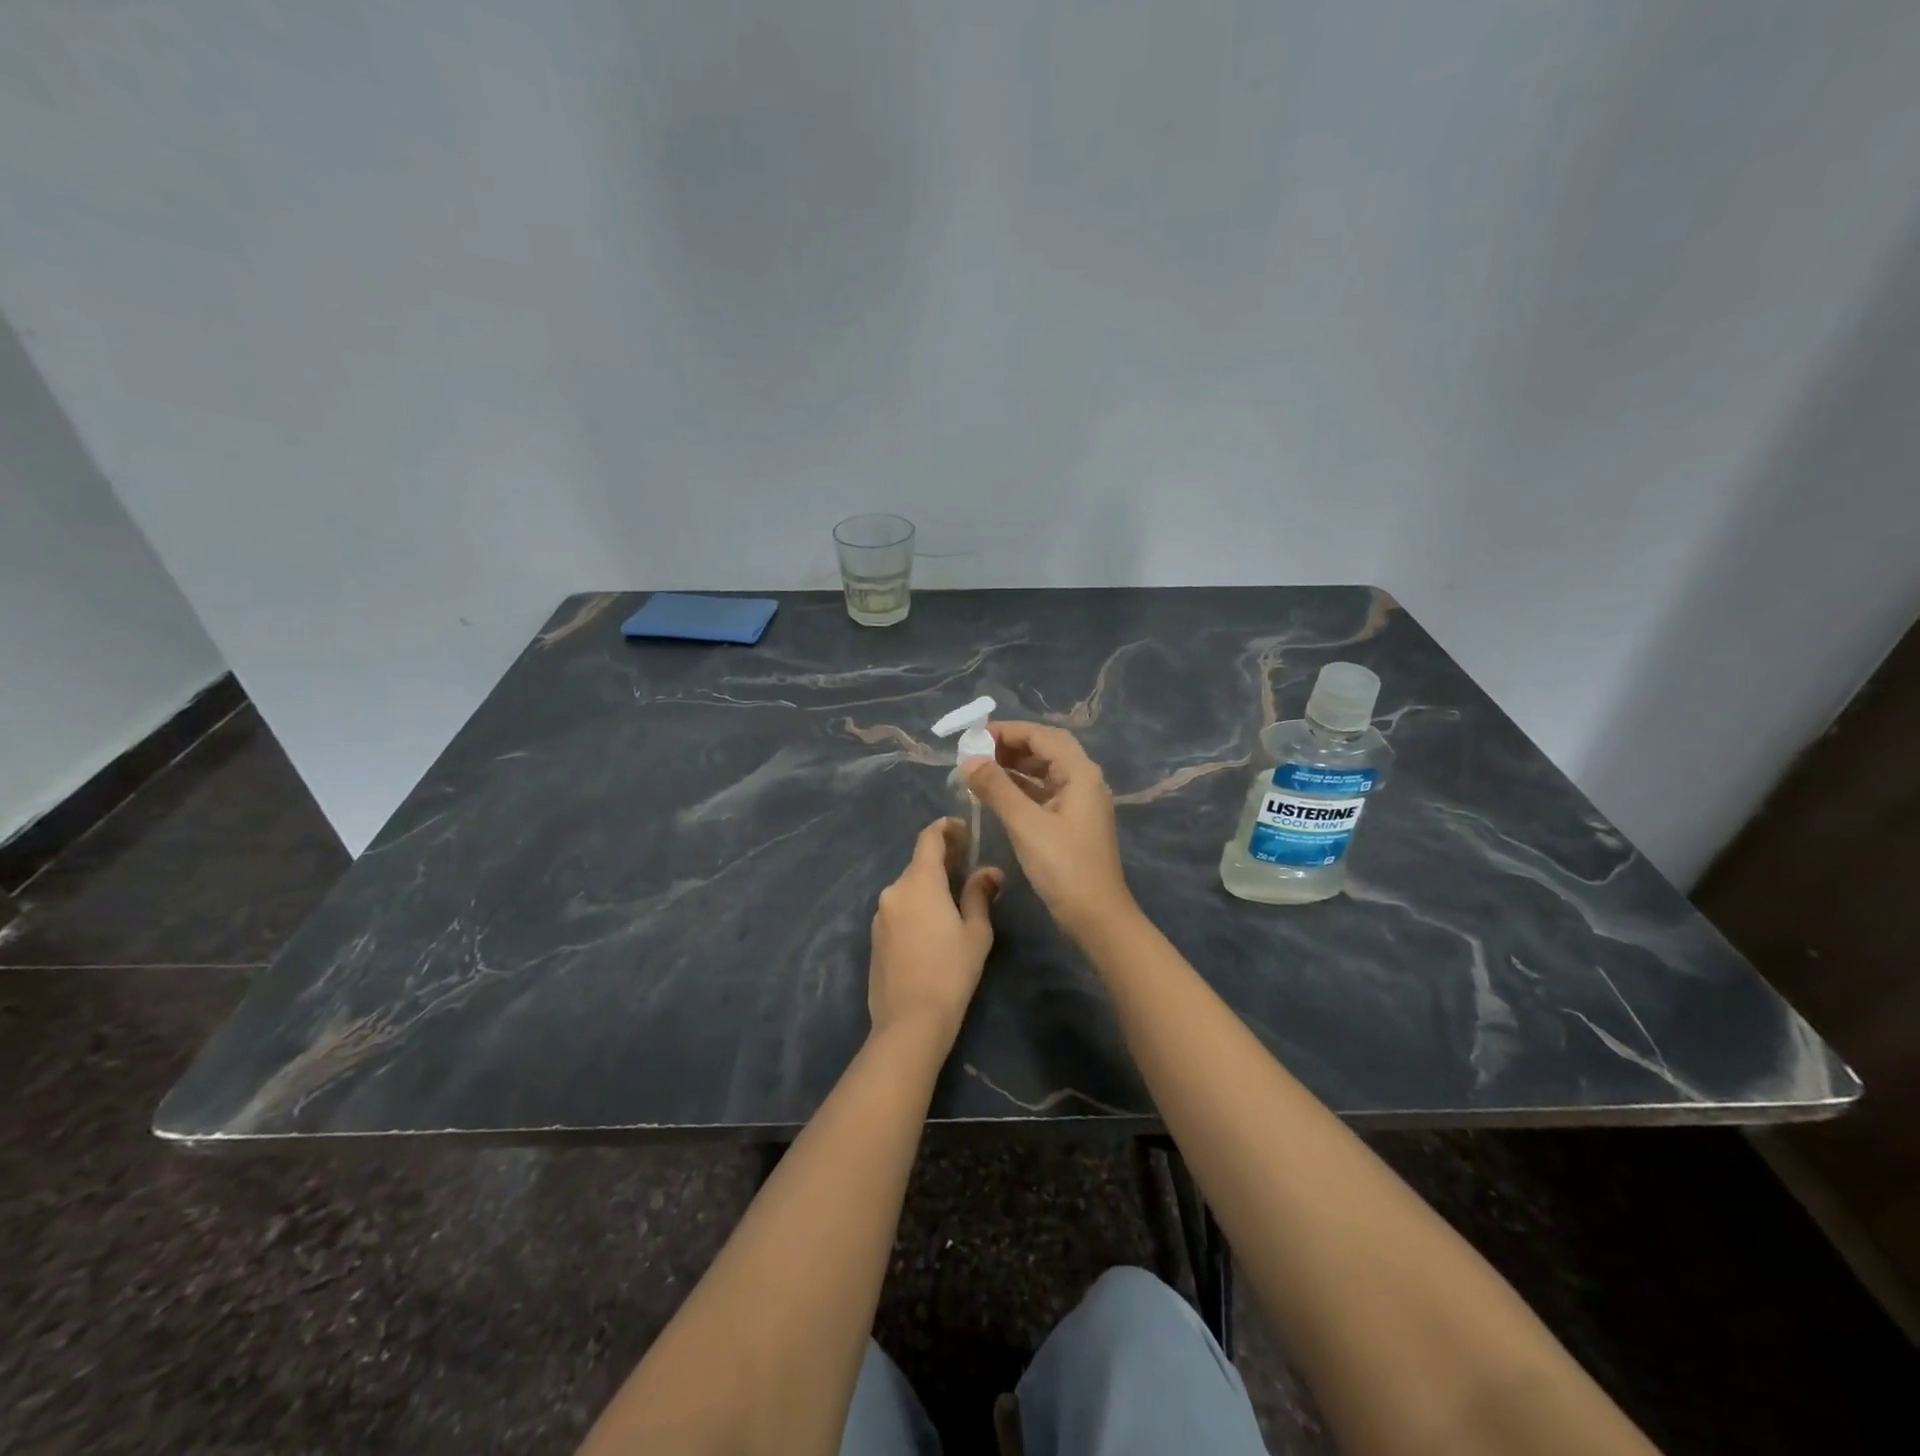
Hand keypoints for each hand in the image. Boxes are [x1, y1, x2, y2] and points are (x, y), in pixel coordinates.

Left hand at [868, 818, 1002, 1043]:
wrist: (909, 1020)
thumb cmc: (951, 971)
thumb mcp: (976, 932)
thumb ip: (980, 894)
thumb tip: (990, 871)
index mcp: (920, 882)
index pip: (929, 839)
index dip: (946, 828)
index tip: (964, 829)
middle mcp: (894, 890)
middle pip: (919, 863)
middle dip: (943, 859)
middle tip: (968, 864)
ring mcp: (881, 913)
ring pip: (909, 887)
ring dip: (930, 884)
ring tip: (954, 896)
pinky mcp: (875, 936)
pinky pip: (899, 908)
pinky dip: (917, 905)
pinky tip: (933, 924)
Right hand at [963, 721, 1133, 940]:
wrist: (1096, 915)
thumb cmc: (1063, 867)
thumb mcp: (1026, 824)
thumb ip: (996, 788)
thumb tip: (968, 760)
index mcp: (1080, 774)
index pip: (1043, 736)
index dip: (1008, 731)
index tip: (975, 736)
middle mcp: (1084, 780)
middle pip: (1046, 749)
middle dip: (1010, 747)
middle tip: (975, 753)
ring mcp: (1079, 802)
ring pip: (1044, 771)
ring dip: (1013, 767)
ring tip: (979, 771)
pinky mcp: (1071, 822)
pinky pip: (1043, 792)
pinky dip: (1020, 788)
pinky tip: (995, 794)